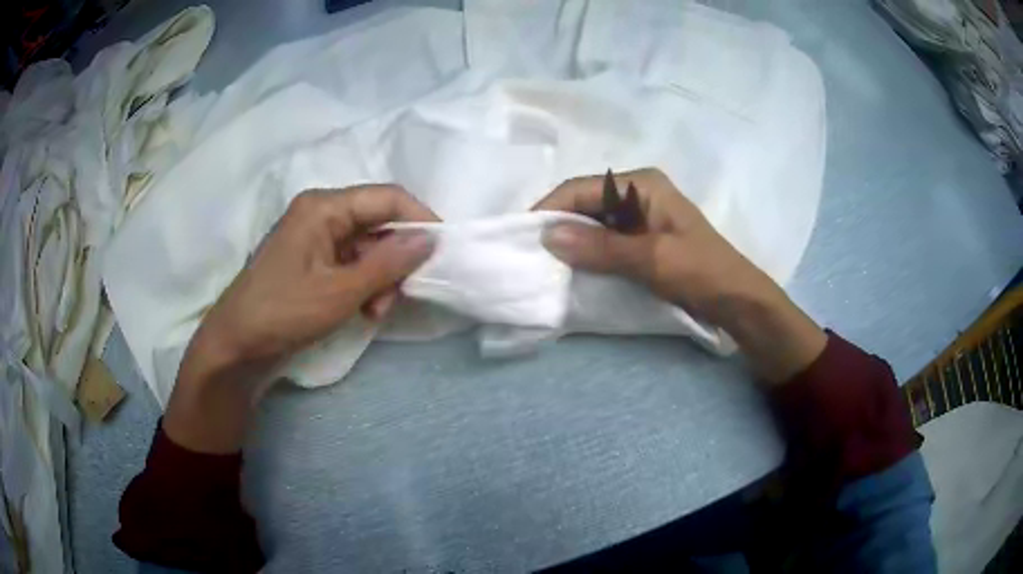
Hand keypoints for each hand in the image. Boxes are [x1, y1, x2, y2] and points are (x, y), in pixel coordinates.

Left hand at [164, 185, 436, 451]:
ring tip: (376, 310)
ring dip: (381, 276)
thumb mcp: (340, 291)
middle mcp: (321, 213)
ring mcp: (315, 237)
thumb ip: (388, 263)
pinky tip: (364, 310)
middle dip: (396, 257)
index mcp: (324, 207)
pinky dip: (364, 284)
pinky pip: (351, 262)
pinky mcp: (312, 260)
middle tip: (404, 292)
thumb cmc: (283, 312)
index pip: (387, 197)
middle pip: (378, 221)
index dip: (420, 219)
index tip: (443, 251)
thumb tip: (430, 238)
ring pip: (367, 246)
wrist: (236, 345)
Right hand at [535, 168, 825, 383]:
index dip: (550, 208)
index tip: (523, 235)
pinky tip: (574, 267)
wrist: (737, 300)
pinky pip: (606, 240)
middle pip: (586, 202)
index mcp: (641, 184)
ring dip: (572, 241)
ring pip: (594, 222)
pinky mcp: (643, 238)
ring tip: (545, 262)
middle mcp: (638, 192)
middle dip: (559, 225)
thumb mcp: (651, 259)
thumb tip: (547, 236)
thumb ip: (600, 247)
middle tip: (530, 252)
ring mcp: (641, 216)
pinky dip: (589, 252)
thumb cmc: (701, 271)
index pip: (582, 188)